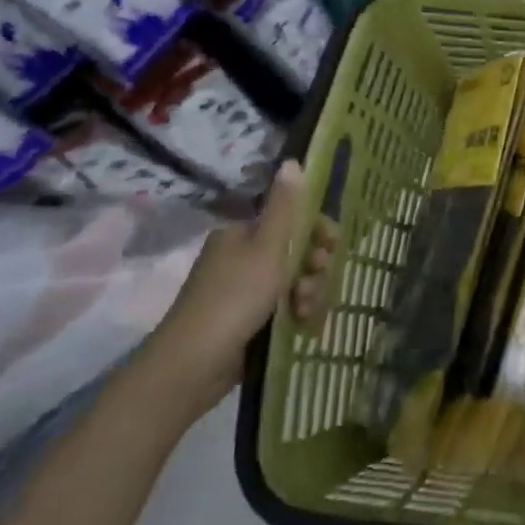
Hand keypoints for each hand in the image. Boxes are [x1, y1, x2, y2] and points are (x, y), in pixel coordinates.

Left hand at [138, 162, 337, 420]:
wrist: (193, 365)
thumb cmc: (234, 297)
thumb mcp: (267, 247)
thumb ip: (286, 206)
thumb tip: (293, 160)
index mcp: (242, 233)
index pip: (292, 220)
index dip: (317, 230)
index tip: (331, 246)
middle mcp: (242, 257)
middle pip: (296, 251)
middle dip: (313, 266)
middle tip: (314, 281)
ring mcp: (244, 291)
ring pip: (294, 281)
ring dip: (308, 291)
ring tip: (304, 310)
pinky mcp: (248, 321)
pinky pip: (285, 307)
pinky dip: (296, 312)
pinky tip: (300, 323)